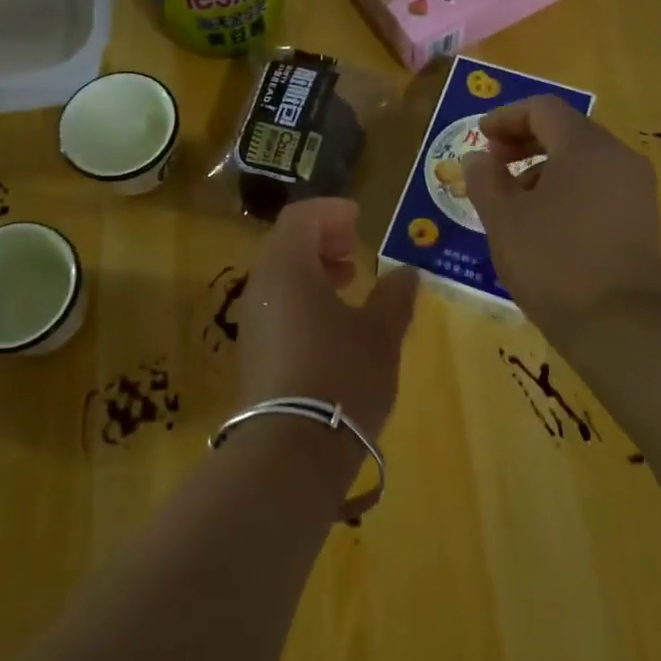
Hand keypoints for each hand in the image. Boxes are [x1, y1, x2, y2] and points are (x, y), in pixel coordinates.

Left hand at [236, 198, 419, 442]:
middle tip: (355, 252)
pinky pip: (276, 307)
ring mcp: (252, 321)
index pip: (300, 217)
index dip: (330, 211)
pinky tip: (332, 326)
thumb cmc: (341, 375)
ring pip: (280, 278)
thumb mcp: (381, 333)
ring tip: (350, 285)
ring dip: (314, 272)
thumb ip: (395, 296)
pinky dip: (303, 300)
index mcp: (287, 267)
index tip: (359, 218)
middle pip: (286, 245)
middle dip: (322, 241)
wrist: (292, 448)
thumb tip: (407, 272)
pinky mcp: (252, 353)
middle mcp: (261, 286)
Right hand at [462, 96, 660, 339]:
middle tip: (492, 164)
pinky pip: (598, 185)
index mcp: (584, 147)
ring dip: (543, 168)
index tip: (480, 137)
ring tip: (513, 201)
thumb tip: (478, 158)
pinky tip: (544, 223)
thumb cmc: (552, 262)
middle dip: (524, 142)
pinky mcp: (641, 218)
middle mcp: (618, 157)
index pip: (543, 109)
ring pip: (583, 160)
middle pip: (566, 130)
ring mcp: (635, 188)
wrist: (619, 324)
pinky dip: (566, 189)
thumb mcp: (502, 219)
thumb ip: (484, 179)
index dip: (506, 117)